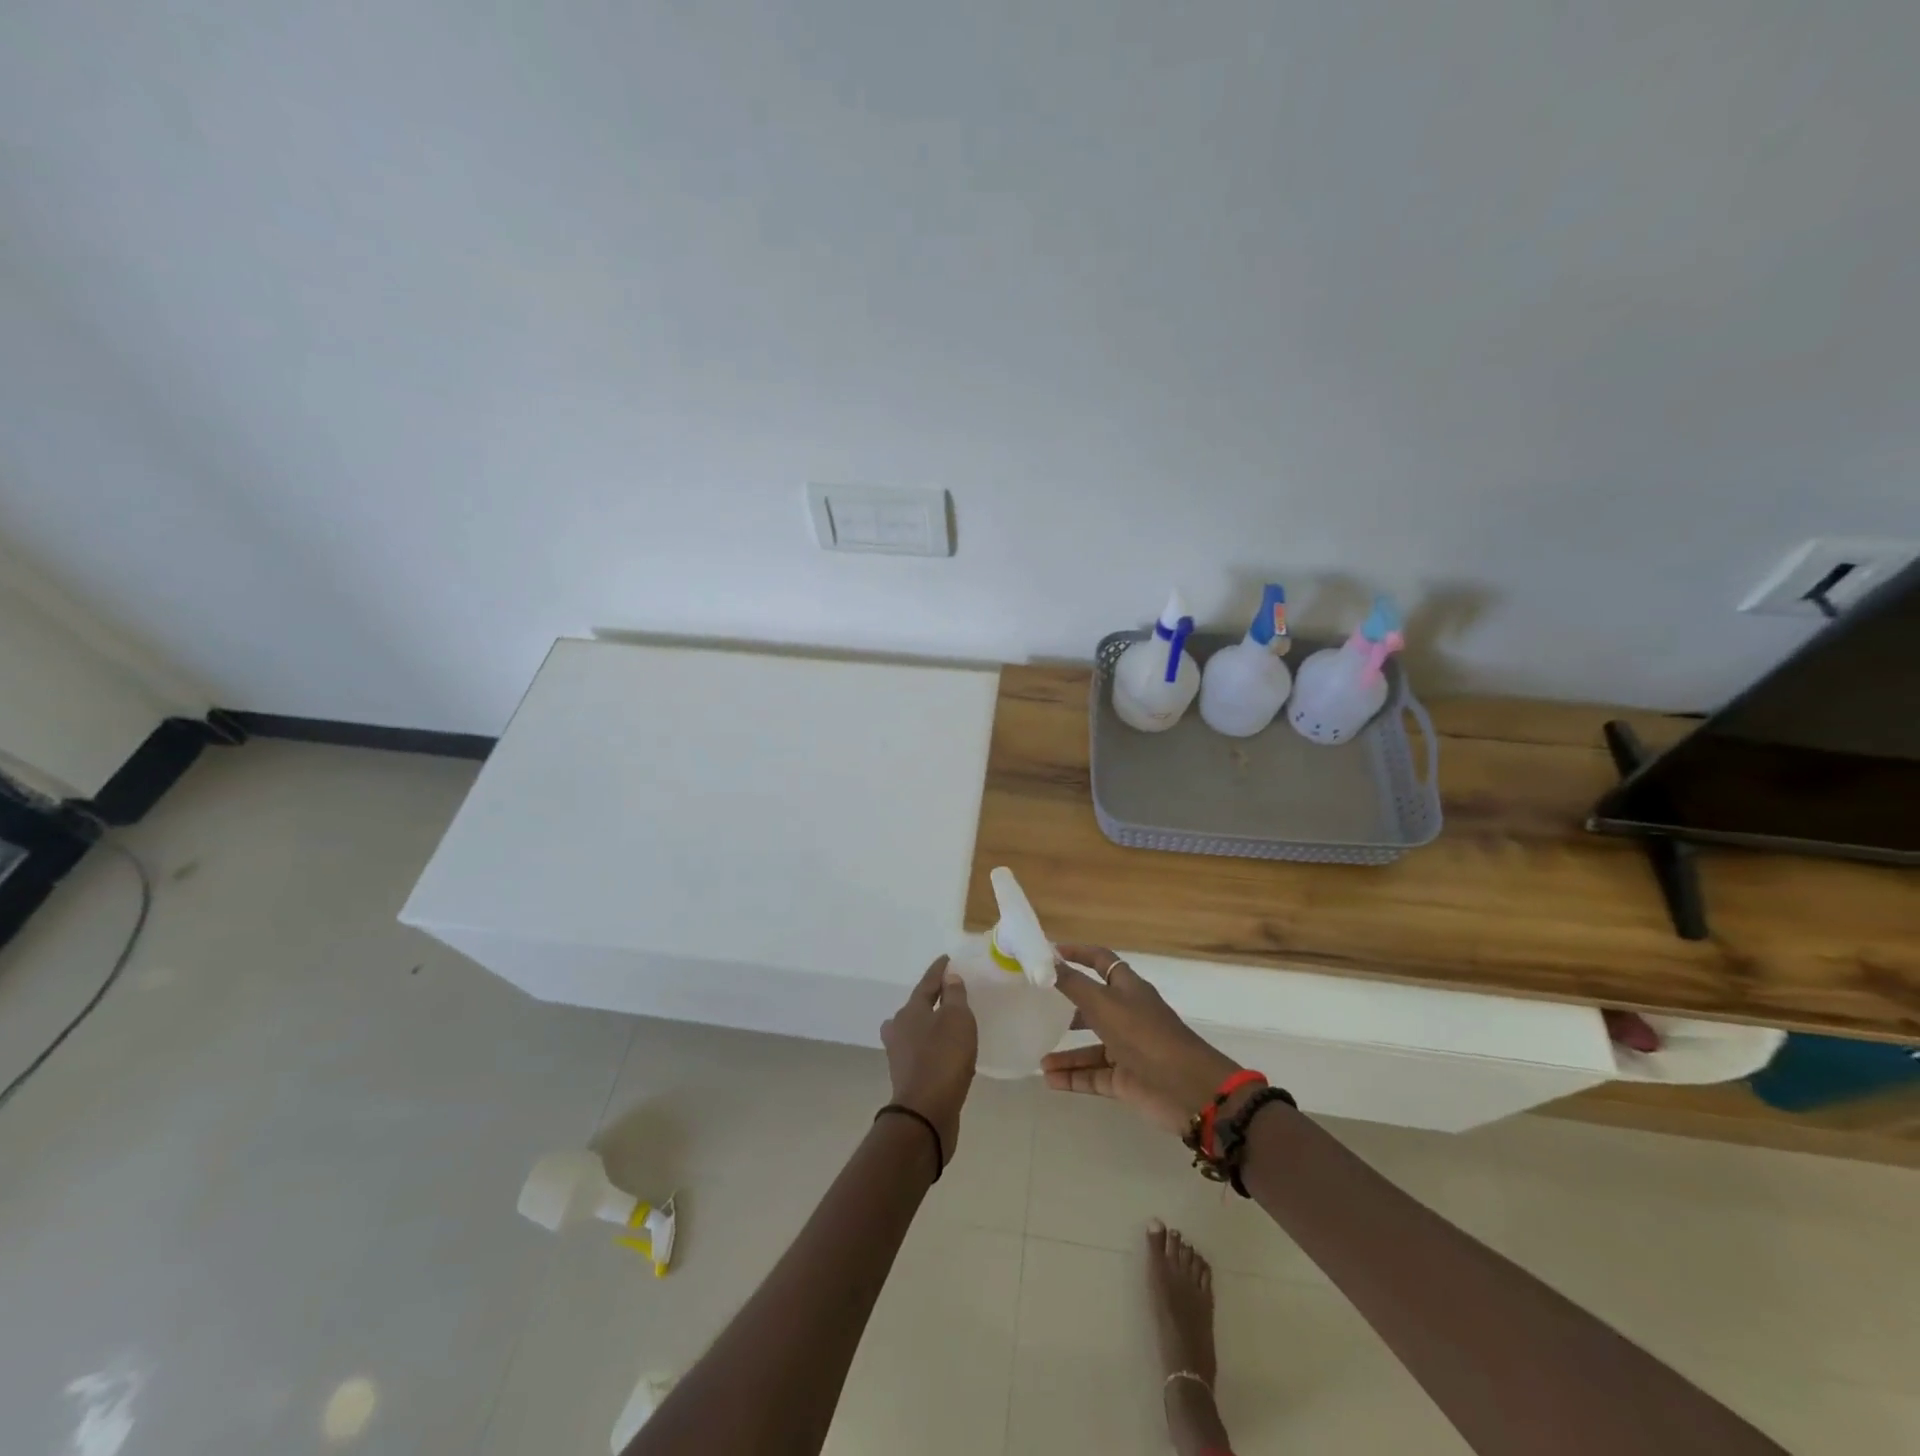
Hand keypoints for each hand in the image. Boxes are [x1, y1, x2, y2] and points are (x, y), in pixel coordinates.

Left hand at [880, 956, 977, 1160]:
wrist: (925, 1113)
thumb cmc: (943, 1058)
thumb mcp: (957, 1019)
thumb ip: (954, 995)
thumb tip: (949, 977)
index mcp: (910, 1011)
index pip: (927, 983)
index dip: (939, 970)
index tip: (948, 960)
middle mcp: (899, 1029)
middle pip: (916, 1007)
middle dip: (931, 999)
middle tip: (950, 993)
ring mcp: (900, 1055)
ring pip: (916, 1031)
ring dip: (932, 1025)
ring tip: (950, 1024)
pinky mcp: (907, 1077)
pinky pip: (923, 1052)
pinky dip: (934, 1047)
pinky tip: (949, 1054)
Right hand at [1044, 945, 1242, 1135]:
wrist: (1187, 1089)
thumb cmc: (1144, 1035)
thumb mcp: (1103, 1004)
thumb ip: (1072, 984)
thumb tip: (1045, 960)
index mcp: (1127, 988)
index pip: (1100, 961)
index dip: (1078, 954)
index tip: (1049, 954)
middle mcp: (1127, 1014)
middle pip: (1093, 1005)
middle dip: (1067, 1007)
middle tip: (1037, 1008)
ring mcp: (1128, 1049)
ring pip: (1091, 1047)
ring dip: (1066, 1052)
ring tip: (1039, 1060)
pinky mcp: (1127, 1080)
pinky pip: (1094, 1076)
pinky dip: (1073, 1078)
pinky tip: (1049, 1080)